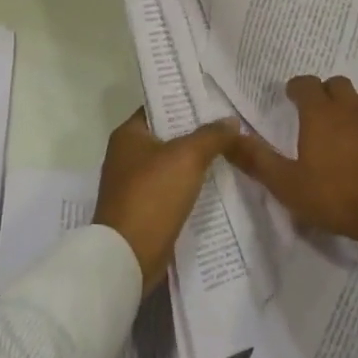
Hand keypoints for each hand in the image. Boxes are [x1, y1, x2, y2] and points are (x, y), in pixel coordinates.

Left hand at [94, 109, 239, 288]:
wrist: (128, 256)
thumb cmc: (152, 196)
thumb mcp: (187, 157)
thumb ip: (211, 136)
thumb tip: (231, 120)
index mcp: (128, 134)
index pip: (160, 107)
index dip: (187, 102)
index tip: (217, 101)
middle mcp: (126, 155)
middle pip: (168, 135)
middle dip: (197, 133)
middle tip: (231, 127)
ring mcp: (133, 184)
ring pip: (172, 163)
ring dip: (196, 161)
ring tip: (231, 152)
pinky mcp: (143, 209)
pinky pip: (172, 188)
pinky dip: (190, 185)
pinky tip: (216, 183)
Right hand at [226, 75, 357, 244]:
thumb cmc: (336, 196)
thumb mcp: (287, 184)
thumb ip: (257, 160)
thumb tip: (229, 137)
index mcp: (321, 115)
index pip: (306, 84)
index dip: (296, 87)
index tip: (290, 96)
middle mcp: (351, 110)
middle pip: (338, 84)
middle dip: (324, 91)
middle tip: (315, 110)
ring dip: (351, 105)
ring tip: (343, 125)